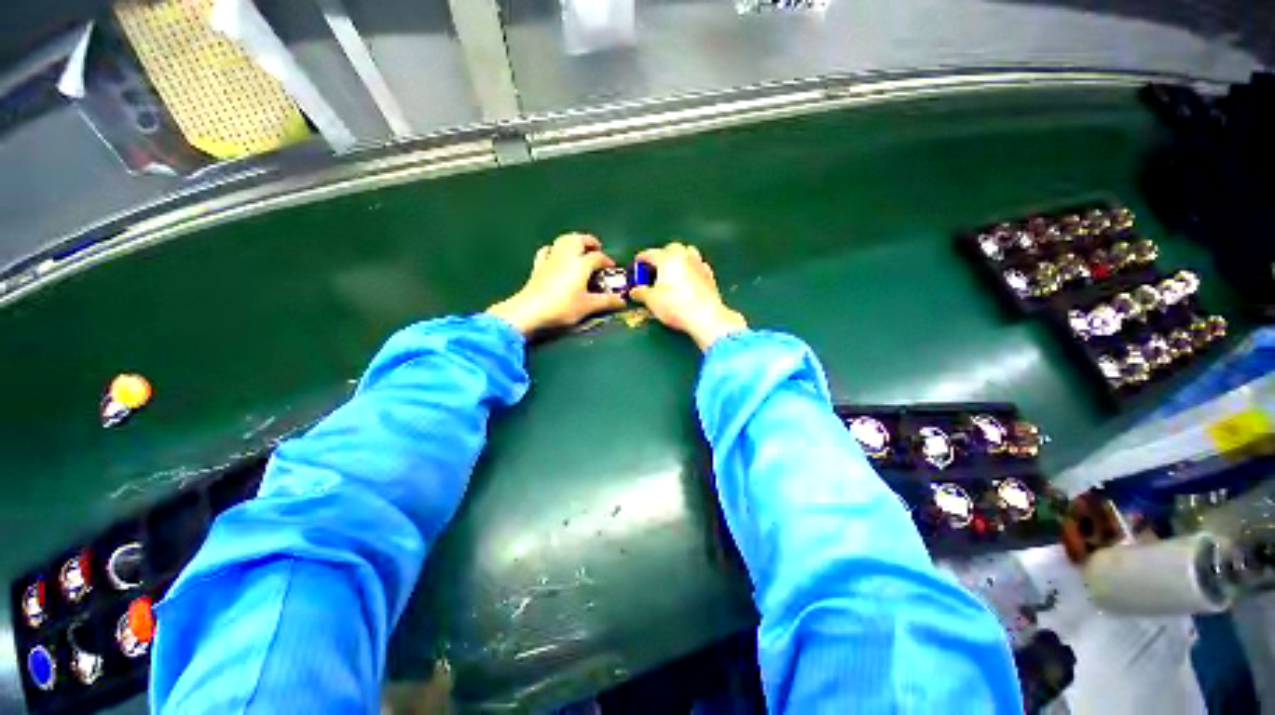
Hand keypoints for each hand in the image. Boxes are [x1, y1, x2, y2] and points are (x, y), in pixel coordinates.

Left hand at [486, 233, 626, 335]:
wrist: (531, 310)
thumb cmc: (563, 307)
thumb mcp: (588, 306)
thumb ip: (606, 302)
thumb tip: (622, 301)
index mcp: (581, 264)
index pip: (598, 257)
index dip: (607, 261)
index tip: (612, 268)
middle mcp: (566, 256)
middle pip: (579, 240)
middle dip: (589, 242)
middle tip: (596, 250)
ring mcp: (550, 259)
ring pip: (563, 241)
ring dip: (573, 241)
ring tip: (580, 250)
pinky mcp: (538, 266)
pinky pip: (547, 251)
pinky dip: (554, 250)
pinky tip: (556, 256)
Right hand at [630, 242, 746, 350]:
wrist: (705, 316)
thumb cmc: (677, 306)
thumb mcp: (652, 301)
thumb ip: (641, 293)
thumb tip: (635, 291)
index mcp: (667, 258)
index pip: (650, 253)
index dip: (641, 259)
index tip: (638, 264)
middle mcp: (684, 257)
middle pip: (670, 249)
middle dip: (661, 256)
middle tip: (654, 269)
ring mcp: (698, 264)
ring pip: (687, 253)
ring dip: (678, 259)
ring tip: (671, 271)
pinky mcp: (709, 275)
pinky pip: (698, 265)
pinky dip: (690, 269)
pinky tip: (687, 279)